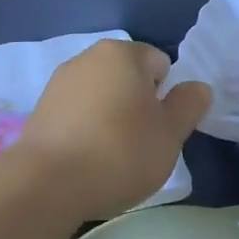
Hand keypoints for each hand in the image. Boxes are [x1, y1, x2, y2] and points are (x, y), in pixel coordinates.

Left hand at [16, 40, 210, 218]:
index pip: (160, 64)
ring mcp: (59, 83)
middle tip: (140, 144)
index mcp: (123, 54)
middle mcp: (88, 58)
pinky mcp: (40, 110)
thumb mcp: (170, 133)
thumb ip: (189, 105)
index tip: (160, 129)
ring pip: (101, 96)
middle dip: (138, 105)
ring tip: (110, 157)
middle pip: (128, 78)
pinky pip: (77, 114)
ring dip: (111, 117)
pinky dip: (86, 130)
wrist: (45, 184)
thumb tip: (197, 87)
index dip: (166, 97)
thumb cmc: (119, 152)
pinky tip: (85, 161)